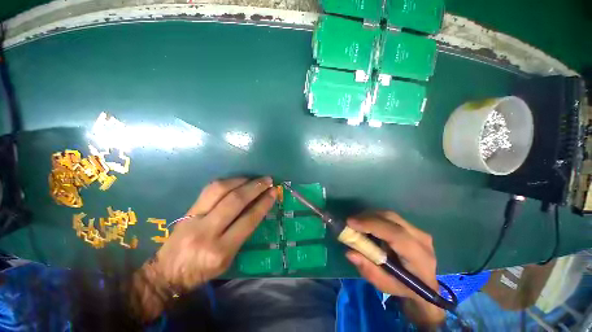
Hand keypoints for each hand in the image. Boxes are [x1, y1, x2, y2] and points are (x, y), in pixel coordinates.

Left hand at [132, 177, 275, 320]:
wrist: (166, 273)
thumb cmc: (203, 271)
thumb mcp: (228, 259)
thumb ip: (243, 233)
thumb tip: (258, 207)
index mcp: (221, 250)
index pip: (248, 220)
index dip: (263, 203)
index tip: (273, 192)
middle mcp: (207, 232)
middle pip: (235, 201)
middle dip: (254, 187)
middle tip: (267, 180)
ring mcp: (194, 218)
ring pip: (220, 190)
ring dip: (241, 180)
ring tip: (254, 178)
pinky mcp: (186, 211)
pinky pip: (209, 189)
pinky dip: (227, 182)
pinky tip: (237, 180)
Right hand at [345, 212, 444, 327]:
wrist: (424, 286)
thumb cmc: (403, 288)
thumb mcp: (384, 285)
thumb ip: (368, 269)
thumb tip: (350, 252)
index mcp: (419, 258)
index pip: (396, 235)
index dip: (372, 225)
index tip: (351, 223)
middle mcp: (421, 239)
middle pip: (391, 219)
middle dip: (367, 218)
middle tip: (350, 223)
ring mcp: (418, 231)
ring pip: (390, 215)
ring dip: (370, 216)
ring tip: (357, 224)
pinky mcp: (413, 227)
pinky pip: (391, 217)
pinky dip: (376, 218)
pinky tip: (367, 225)